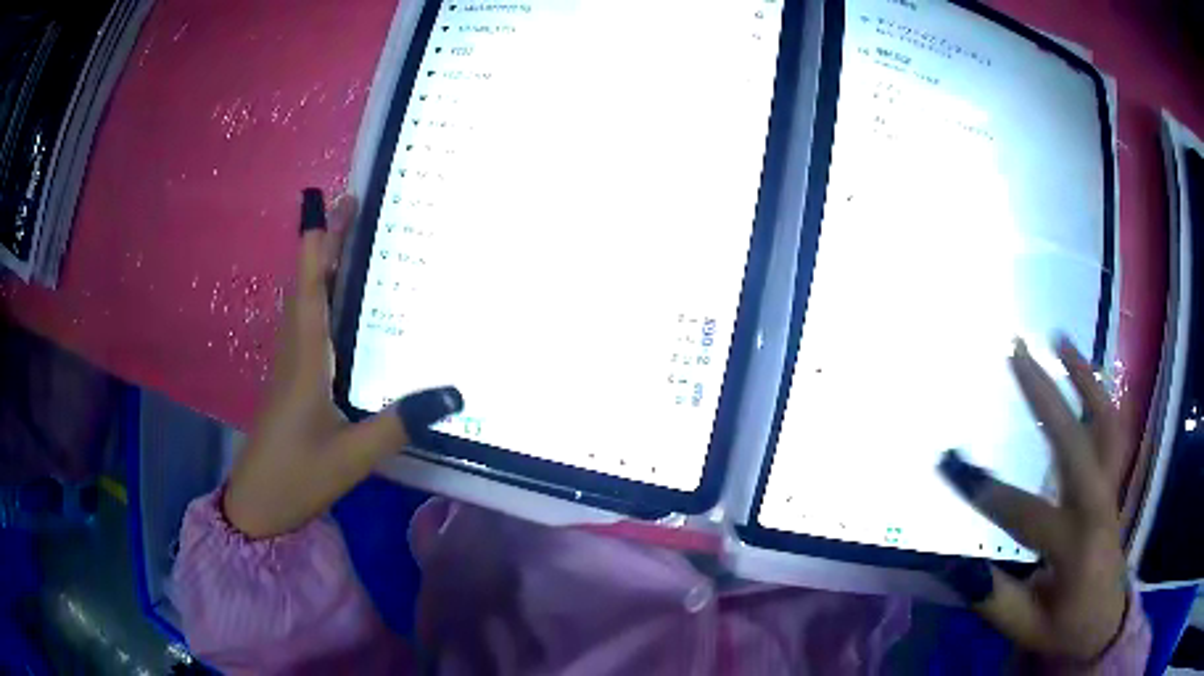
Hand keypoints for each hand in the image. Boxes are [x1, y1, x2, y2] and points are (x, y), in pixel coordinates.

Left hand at [223, 190, 462, 538]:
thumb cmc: (297, 477)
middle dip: (325, 243)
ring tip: (344, 241)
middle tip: (350, 207)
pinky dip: (316, 297)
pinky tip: (333, 304)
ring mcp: (288, 367)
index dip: (319, 242)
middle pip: (305, 284)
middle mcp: (293, 353)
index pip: (310, 288)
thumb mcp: (352, 456)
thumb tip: (455, 393)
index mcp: (305, 361)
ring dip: (318, 266)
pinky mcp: (289, 382)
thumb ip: (399, 423)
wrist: (257, 506)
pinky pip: (303, 324)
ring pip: (301, 302)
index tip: (333, 201)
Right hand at [938, 337, 1127, 660]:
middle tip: (1014, 352)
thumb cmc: (1064, 625)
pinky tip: (1083, 366)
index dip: (986, 492)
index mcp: (1074, 549)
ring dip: (1083, 376)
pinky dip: (1100, 392)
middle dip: (1044, 394)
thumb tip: (959, 564)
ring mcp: (1110, 488)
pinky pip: (1113, 428)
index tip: (950, 466)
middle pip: (1074, 442)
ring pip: (1105, 422)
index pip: (1026, 514)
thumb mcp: (1026, 627)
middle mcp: (1097, 507)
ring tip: (1058, 339)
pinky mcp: (1113, 481)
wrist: (1104, 620)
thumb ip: (995, 599)